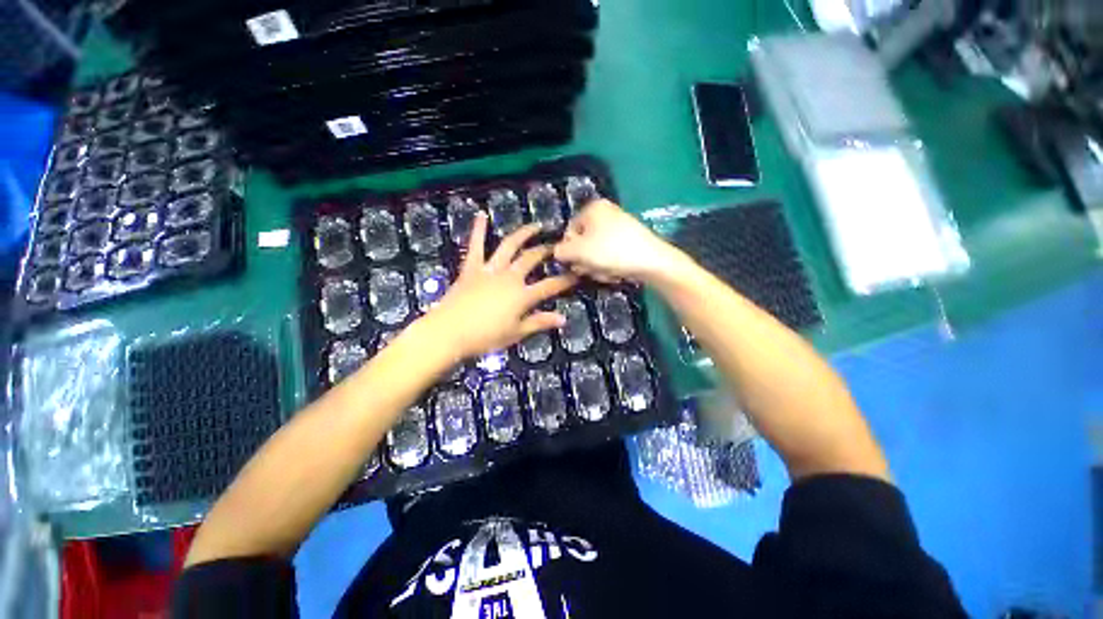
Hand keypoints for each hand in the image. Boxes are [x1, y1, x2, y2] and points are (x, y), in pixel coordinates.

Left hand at [424, 213, 577, 358]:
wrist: (449, 332)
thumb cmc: (485, 337)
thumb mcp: (516, 333)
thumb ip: (539, 322)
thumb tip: (563, 319)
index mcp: (522, 295)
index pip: (550, 286)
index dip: (565, 280)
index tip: (577, 273)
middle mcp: (510, 277)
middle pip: (532, 259)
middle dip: (547, 251)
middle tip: (557, 245)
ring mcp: (490, 270)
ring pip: (509, 246)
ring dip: (523, 234)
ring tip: (535, 226)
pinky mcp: (471, 268)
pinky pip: (476, 245)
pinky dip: (478, 230)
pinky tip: (481, 215)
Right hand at [554, 199, 687, 283]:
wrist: (652, 261)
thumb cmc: (611, 252)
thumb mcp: (579, 251)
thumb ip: (561, 251)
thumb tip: (557, 252)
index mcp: (593, 208)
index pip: (569, 231)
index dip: (570, 251)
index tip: (577, 264)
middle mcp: (605, 213)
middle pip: (583, 242)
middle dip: (585, 260)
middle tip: (591, 270)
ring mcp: (619, 226)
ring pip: (596, 251)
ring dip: (596, 266)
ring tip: (606, 272)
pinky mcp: (629, 240)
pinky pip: (610, 253)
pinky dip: (610, 265)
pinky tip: (616, 272)